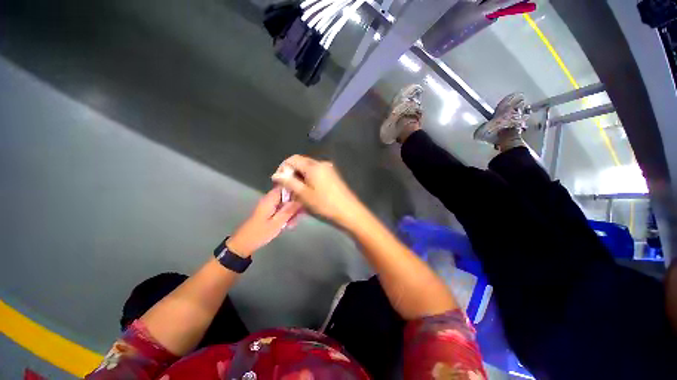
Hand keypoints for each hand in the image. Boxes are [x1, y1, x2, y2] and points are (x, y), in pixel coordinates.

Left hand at [227, 187, 302, 256]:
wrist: (244, 244)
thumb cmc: (260, 233)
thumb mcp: (277, 223)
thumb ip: (289, 210)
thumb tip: (301, 199)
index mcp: (270, 199)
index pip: (285, 186)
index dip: (296, 188)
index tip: (305, 195)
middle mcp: (270, 200)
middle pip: (287, 195)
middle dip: (296, 204)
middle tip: (301, 215)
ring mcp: (270, 206)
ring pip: (286, 203)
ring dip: (292, 211)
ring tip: (294, 223)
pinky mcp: (270, 212)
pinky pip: (282, 209)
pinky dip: (287, 215)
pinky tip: (290, 225)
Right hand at [271, 155, 365, 228]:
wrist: (349, 212)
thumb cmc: (325, 204)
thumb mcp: (304, 194)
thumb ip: (289, 182)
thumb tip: (276, 175)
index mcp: (313, 166)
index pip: (292, 159)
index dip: (283, 169)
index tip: (279, 183)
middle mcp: (321, 164)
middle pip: (300, 165)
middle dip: (291, 176)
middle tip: (287, 192)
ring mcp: (329, 170)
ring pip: (308, 171)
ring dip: (300, 181)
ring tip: (297, 196)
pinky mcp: (333, 176)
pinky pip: (316, 176)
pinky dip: (309, 182)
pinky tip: (308, 194)